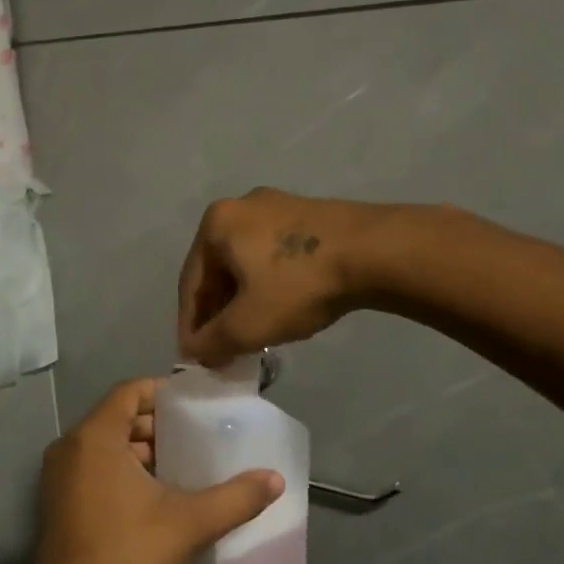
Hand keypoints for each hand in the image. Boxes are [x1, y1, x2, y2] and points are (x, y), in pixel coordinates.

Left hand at [31, 378, 284, 563]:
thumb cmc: (128, 554)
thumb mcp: (190, 523)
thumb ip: (236, 498)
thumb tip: (275, 480)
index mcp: (95, 437)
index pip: (129, 392)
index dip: (162, 392)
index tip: (194, 404)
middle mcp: (69, 447)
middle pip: (117, 417)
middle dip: (155, 424)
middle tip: (194, 436)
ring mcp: (57, 476)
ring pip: (104, 445)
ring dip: (139, 450)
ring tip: (180, 465)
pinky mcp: (56, 502)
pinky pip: (91, 467)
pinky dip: (119, 469)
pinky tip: (153, 495)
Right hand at [177, 187, 379, 364]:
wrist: (374, 251)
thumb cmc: (298, 284)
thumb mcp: (248, 324)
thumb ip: (213, 342)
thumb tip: (195, 352)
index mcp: (215, 224)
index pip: (190, 284)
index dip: (190, 325)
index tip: (195, 357)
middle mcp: (240, 206)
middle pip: (218, 270)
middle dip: (218, 312)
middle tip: (223, 347)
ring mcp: (277, 206)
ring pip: (247, 262)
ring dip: (243, 299)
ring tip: (252, 332)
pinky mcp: (308, 214)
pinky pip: (274, 255)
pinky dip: (268, 283)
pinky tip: (280, 307)